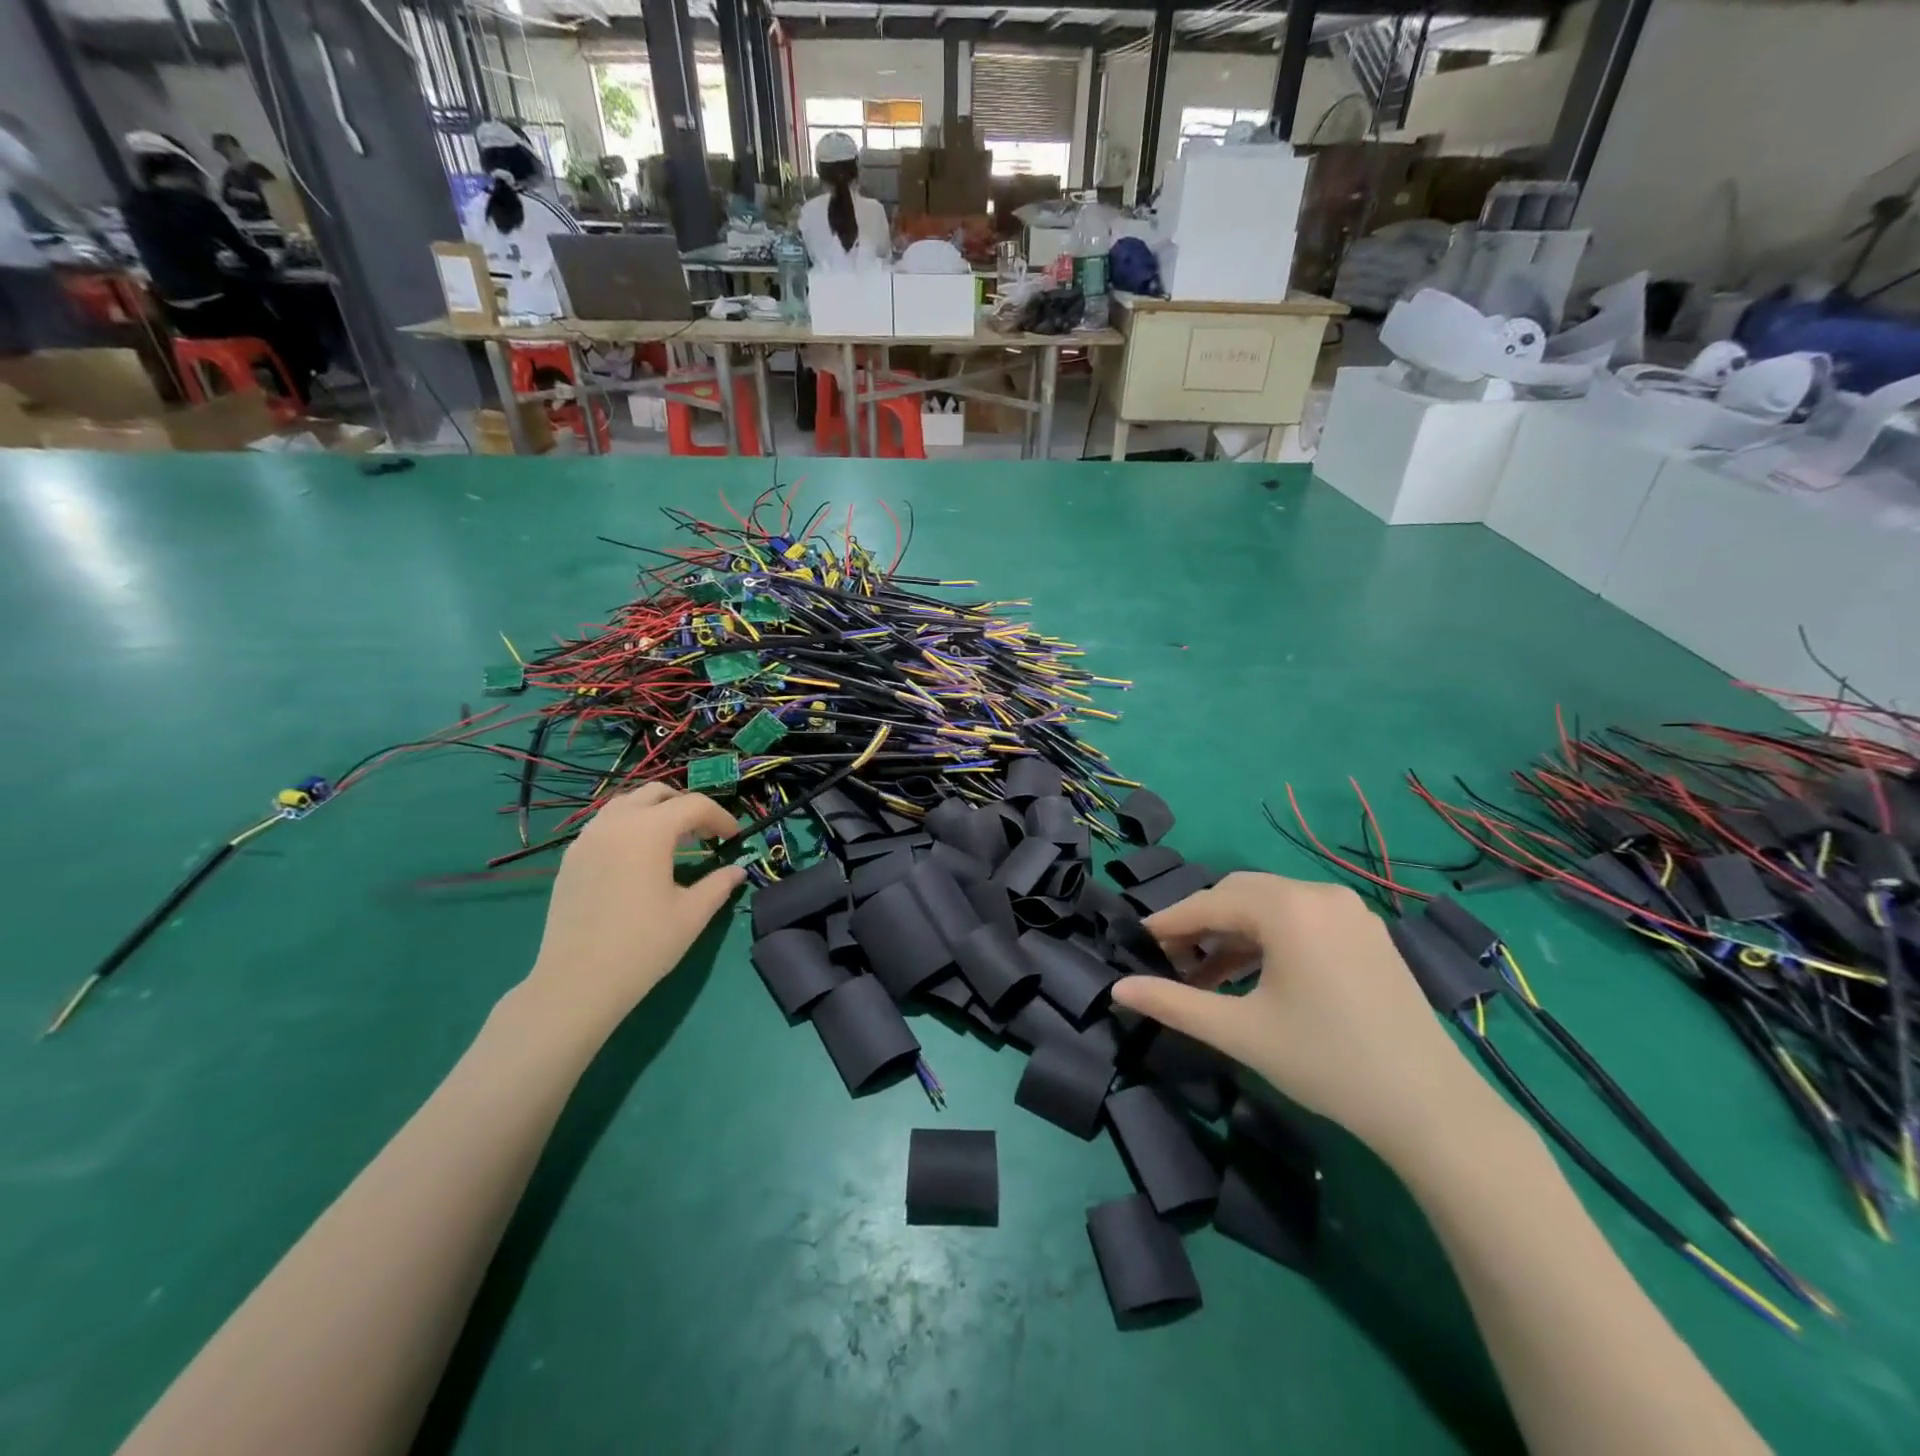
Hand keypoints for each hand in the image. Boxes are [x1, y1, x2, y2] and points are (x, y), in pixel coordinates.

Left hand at [522, 785, 744, 1031]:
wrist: (577, 983)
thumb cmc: (643, 946)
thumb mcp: (692, 914)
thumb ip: (718, 884)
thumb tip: (737, 871)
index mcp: (648, 830)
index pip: (694, 805)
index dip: (720, 817)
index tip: (734, 839)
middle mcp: (615, 823)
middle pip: (657, 794)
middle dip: (686, 807)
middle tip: (705, 834)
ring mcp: (587, 838)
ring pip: (626, 804)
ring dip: (655, 812)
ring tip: (673, 841)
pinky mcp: (571, 858)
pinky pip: (605, 825)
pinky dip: (630, 827)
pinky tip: (639, 859)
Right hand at [1110, 872, 1497, 1162]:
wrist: (1430, 1107)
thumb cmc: (1325, 1063)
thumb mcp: (1240, 1032)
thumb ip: (1173, 1004)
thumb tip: (1118, 990)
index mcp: (1287, 908)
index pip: (1208, 903)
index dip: (1168, 922)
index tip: (1138, 942)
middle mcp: (1318, 893)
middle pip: (1238, 893)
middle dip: (1201, 922)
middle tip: (1172, 960)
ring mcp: (1349, 910)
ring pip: (1271, 904)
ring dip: (1234, 931)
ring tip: (1208, 974)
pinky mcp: (1367, 931)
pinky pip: (1302, 917)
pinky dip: (1269, 937)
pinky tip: (1256, 974)